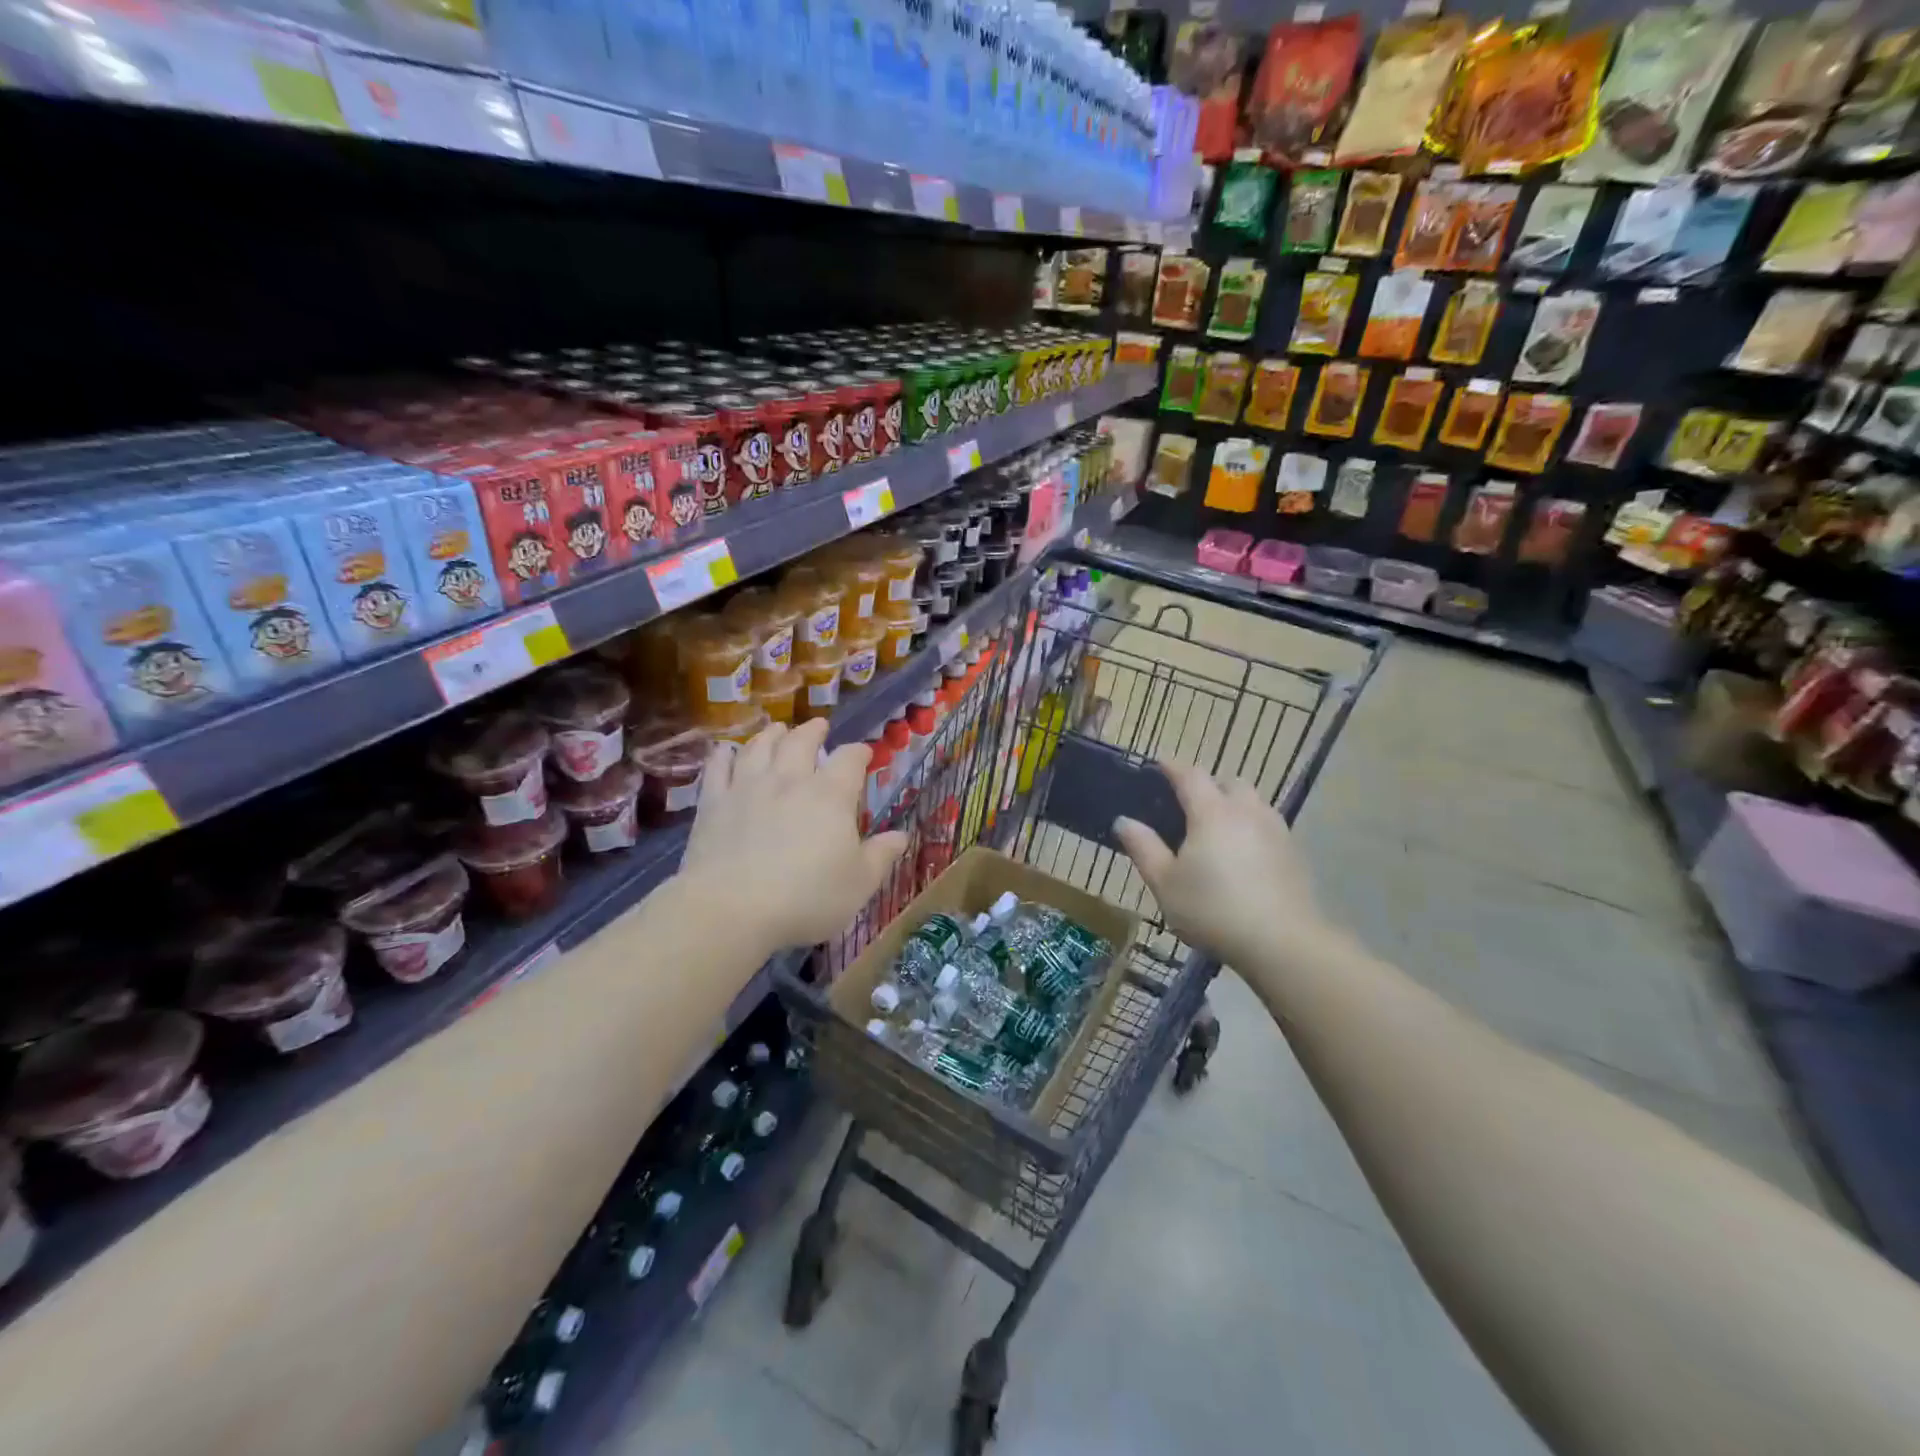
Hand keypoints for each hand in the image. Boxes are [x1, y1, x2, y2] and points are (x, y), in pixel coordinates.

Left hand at [679, 718, 907, 957]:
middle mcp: (789, 780)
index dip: (859, 752)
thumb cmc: (806, 899)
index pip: (849, 759)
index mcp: (830, 795)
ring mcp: (747, 787)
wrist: (732, 910)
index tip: (864, 753)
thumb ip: (881, 856)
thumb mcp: (859, 884)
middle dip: (813, 731)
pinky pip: (718, 768)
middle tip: (818, 726)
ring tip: (777, 729)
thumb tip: (901, 835)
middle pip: (801, 741)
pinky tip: (725, 751)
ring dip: (771, 734)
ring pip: (759, 746)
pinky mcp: (713, 803)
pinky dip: (723, 755)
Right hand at [1113, 761, 1336, 974]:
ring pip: (1253, 802)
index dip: (1172, 767)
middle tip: (1189, 805)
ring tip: (1217, 829)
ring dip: (1234, 805)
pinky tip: (1243, 855)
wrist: (1281, 942)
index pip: (1190, 775)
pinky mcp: (1294, 853)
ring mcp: (1275, 830)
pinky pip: (1268, 825)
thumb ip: (1143, 848)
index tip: (1159, 765)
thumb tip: (1124, 820)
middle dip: (1208, 785)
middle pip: (1228, 782)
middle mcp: (1246, 811)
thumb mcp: (1165, 883)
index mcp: (1211, 812)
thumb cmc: (1212, 909)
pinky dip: (1251, 828)